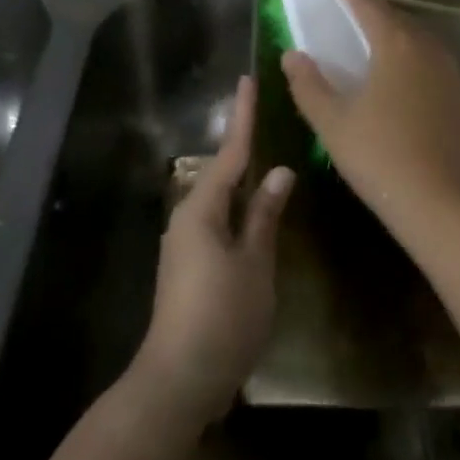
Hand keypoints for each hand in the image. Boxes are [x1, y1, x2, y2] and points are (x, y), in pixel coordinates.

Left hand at [133, 77, 292, 425]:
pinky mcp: (190, 265)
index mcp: (201, 209)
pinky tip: (258, 208)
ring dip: (243, 178)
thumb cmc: (223, 315)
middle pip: (222, 172)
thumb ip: (265, 215)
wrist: (180, 377)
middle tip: (268, 115)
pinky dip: (239, 207)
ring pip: (220, 198)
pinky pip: (219, 221)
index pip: (231, 153)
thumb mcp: (255, 262)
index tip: (248, 81)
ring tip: (269, 155)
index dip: (243, 117)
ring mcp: (186, 243)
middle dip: (244, 144)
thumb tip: (279, 171)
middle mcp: (188, 217)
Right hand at [281, 0, 459, 235]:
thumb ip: (309, 85)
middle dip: (372, 8)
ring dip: (395, 35)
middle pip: (396, 19)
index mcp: (396, 46)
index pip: (367, 2)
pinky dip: (412, 61)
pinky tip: (401, 80)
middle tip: (351, 3)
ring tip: (374, 40)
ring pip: (419, 42)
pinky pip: (433, 65)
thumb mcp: (332, 122)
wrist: (442, 204)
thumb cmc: (379, 157)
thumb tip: (293, 55)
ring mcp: (452, 75)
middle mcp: (429, 50)